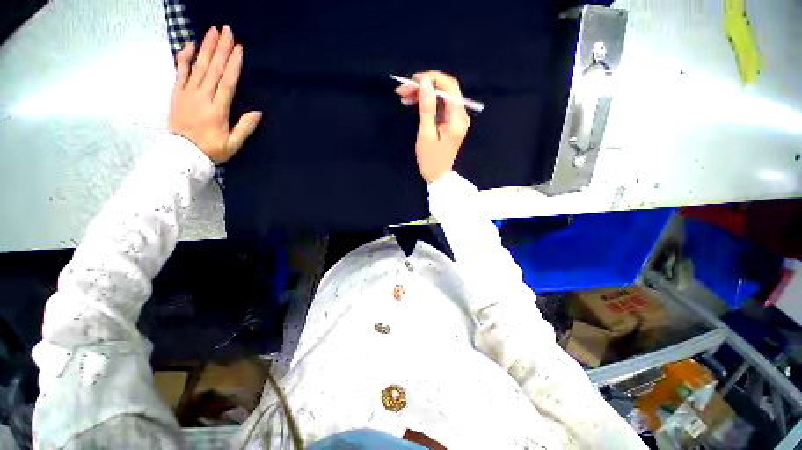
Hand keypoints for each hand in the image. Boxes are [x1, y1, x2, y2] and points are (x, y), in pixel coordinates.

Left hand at [168, 26, 261, 163]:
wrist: (182, 154)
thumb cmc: (211, 150)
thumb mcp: (233, 144)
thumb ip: (245, 128)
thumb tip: (258, 112)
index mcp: (217, 110)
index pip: (226, 83)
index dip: (233, 65)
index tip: (238, 48)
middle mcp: (201, 97)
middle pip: (212, 69)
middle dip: (220, 49)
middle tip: (226, 30)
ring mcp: (187, 93)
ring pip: (197, 66)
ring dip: (205, 47)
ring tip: (212, 31)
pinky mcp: (177, 93)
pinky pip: (180, 71)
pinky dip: (184, 57)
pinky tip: (189, 45)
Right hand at [395, 71, 469, 183]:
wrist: (437, 176)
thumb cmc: (431, 159)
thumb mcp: (426, 134)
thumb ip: (427, 107)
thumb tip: (425, 82)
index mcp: (457, 118)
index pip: (450, 87)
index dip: (432, 79)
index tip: (413, 80)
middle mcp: (460, 115)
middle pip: (445, 90)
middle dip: (424, 85)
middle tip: (403, 89)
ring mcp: (455, 118)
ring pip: (440, 96)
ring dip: (423, 93)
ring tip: (403, 96)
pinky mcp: (450, 122)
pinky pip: (439, 105)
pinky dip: (426, 102)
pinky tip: (412, 103)